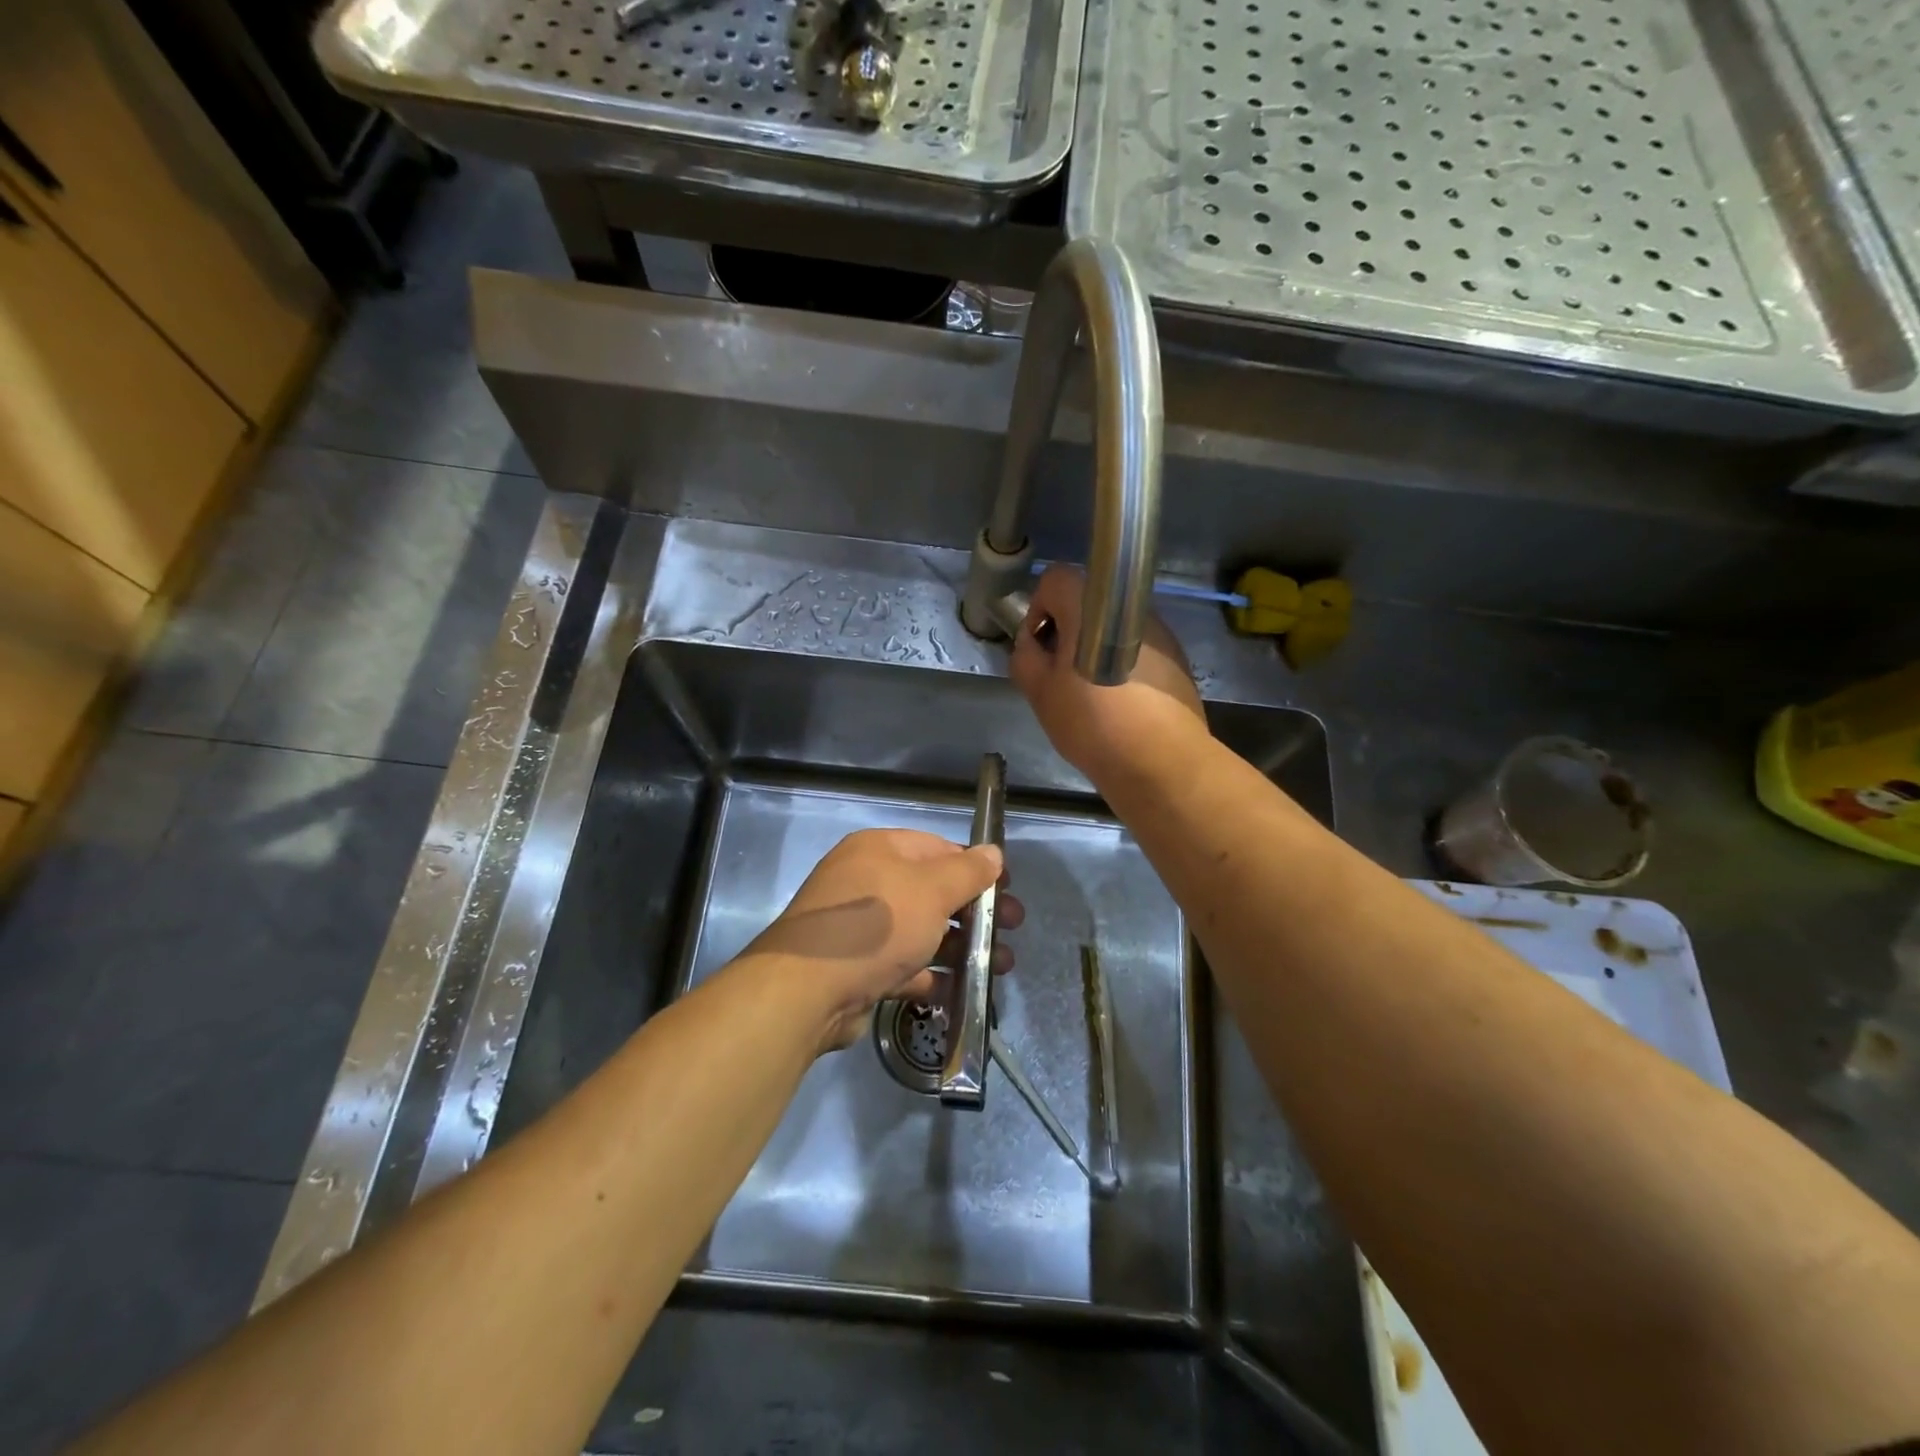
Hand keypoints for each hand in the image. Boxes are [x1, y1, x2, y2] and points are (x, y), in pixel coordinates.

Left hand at [744, 828, 1023, 1052]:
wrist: (808, 990)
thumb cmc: (877, 925)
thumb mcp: (932, 890)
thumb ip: (968, 871)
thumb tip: (993, 853)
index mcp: (879, 851)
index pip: (937, 848)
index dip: (976, 867)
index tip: (1006, 889)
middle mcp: (867, 883)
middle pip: (932, 892)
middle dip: (975, 912)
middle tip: (1012, 929)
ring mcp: (860, 928)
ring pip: (921, 931)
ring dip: (961, 947)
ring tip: (1000, 967)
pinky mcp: (857, 968)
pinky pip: (904, 966)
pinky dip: (931, 975)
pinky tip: (961, 990)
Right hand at [1010, 566, 1208, 785]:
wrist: (1159, 760)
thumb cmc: (1092, 721)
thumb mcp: (1039, 692)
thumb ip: (1025, 656)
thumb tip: (1032, 643)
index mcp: (1091, 605)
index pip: (1054, 579)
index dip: (1039, 610)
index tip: (1040, 648)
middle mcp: (1130, 606)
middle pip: (1087, 603)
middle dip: (1068, 632)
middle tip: (1060, 675)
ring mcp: (1159, 630)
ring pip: (1114, 627)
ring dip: (1097, 648)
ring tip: (1093, 693)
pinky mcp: (1177, 656)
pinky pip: (1138, 648)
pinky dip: (1124, 664)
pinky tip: (1122, 703)